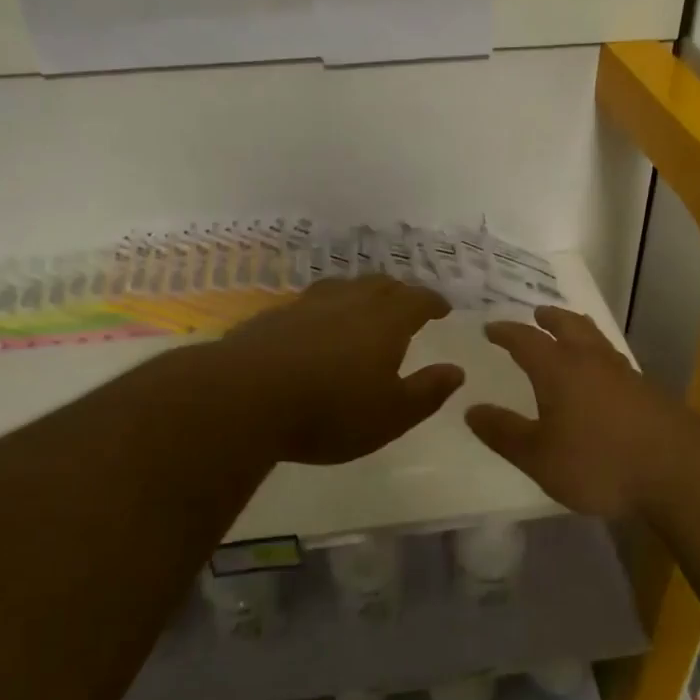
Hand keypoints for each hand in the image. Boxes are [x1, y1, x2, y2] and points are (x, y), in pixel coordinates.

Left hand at [211, 276, 465, 465]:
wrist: (243, 399)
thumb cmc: (330, 411)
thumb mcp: (391, 415)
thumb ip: (427, 392)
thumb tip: (456, 371)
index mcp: (385, 321)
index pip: (417, 299)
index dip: (433, 302)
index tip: (443, 308)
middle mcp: (348, 301)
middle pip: (380, 285)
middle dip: (399, 292)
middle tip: (407, 305)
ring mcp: (307, 305)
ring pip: (343, 287)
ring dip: (361, 294)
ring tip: (364, 309)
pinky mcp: (273, 317)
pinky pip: (311, 303)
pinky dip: (326, 309)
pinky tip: (317, 327)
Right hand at [465, 306, 694, 518]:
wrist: (680, 470)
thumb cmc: (599, 462)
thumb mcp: (539, 456)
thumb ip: (504, 433)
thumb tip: (472, 409)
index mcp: (559, 369)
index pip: (526, 340)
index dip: (506, 332)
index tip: (491, 328)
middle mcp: (591, 361)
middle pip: (568, 326)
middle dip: (549, 318)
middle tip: (537, 314)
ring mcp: (624, 374)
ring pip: (595, 339)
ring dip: (577, 330)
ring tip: (569, 333)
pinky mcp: (647, 391)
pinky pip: (613, 360)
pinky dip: (598, 355)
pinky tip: (601, 375)